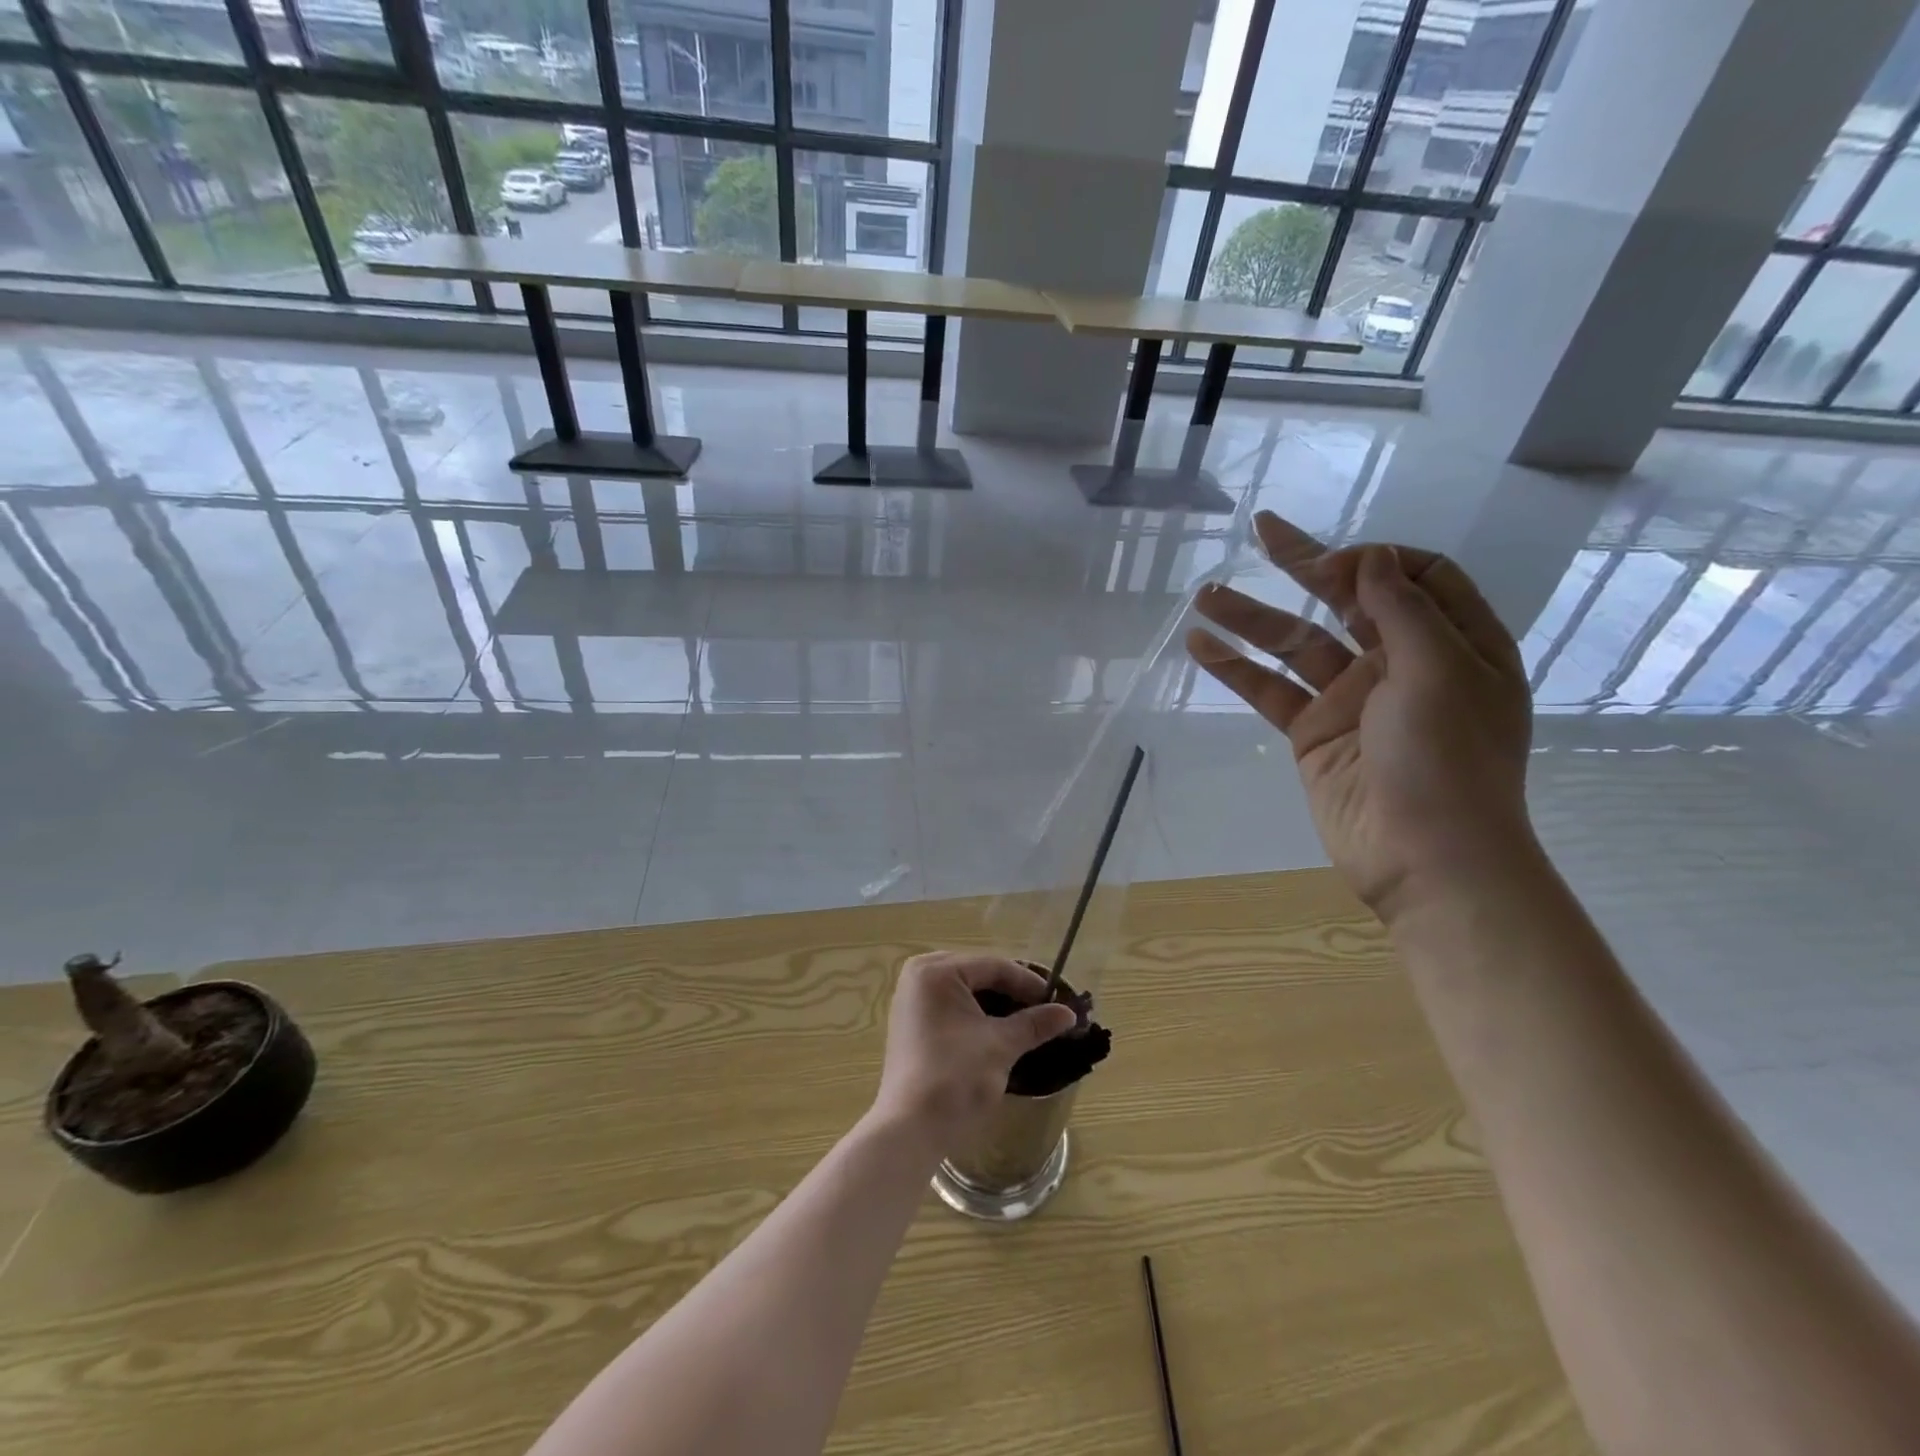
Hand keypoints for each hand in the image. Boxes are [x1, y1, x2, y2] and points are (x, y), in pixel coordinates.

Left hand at [873, 954, 1078, 1148]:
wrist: (910, 1130)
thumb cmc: (955, 1078)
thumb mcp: (1001, 1046)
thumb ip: (1035, 1023)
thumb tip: (1069, 1013)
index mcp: (936, 971)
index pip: (994, 966)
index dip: (1030, 983)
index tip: (1059, 1001)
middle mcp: (919, 974)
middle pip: (979, 974)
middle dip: (1012, 992)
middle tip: (1045, 1010)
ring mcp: (911, 998)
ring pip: (966, 990)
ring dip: (996, 1004)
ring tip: (1028, 1021)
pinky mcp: (911, 1022)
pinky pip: (951, 1005)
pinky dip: (976, 1014)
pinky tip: (999, 1030)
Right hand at [1186, 511, 1535, 924]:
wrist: (1426, 858)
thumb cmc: (1448, 759)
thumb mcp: (1439, 671)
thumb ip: (1401, 609)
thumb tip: (1368, 556)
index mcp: (1453, 644)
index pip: (1416, 577)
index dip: (1374, 560)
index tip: (1332, 563)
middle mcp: (1401, 664)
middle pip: (1348, 601)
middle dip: (1305, 566)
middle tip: (1261, 530)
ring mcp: (1352, 700)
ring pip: (1297, 645)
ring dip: (1252, 619)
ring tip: (1204, 595)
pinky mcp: (1313, 734)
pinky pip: (1272, 691)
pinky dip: (1237, 669)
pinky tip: (1201, 647)